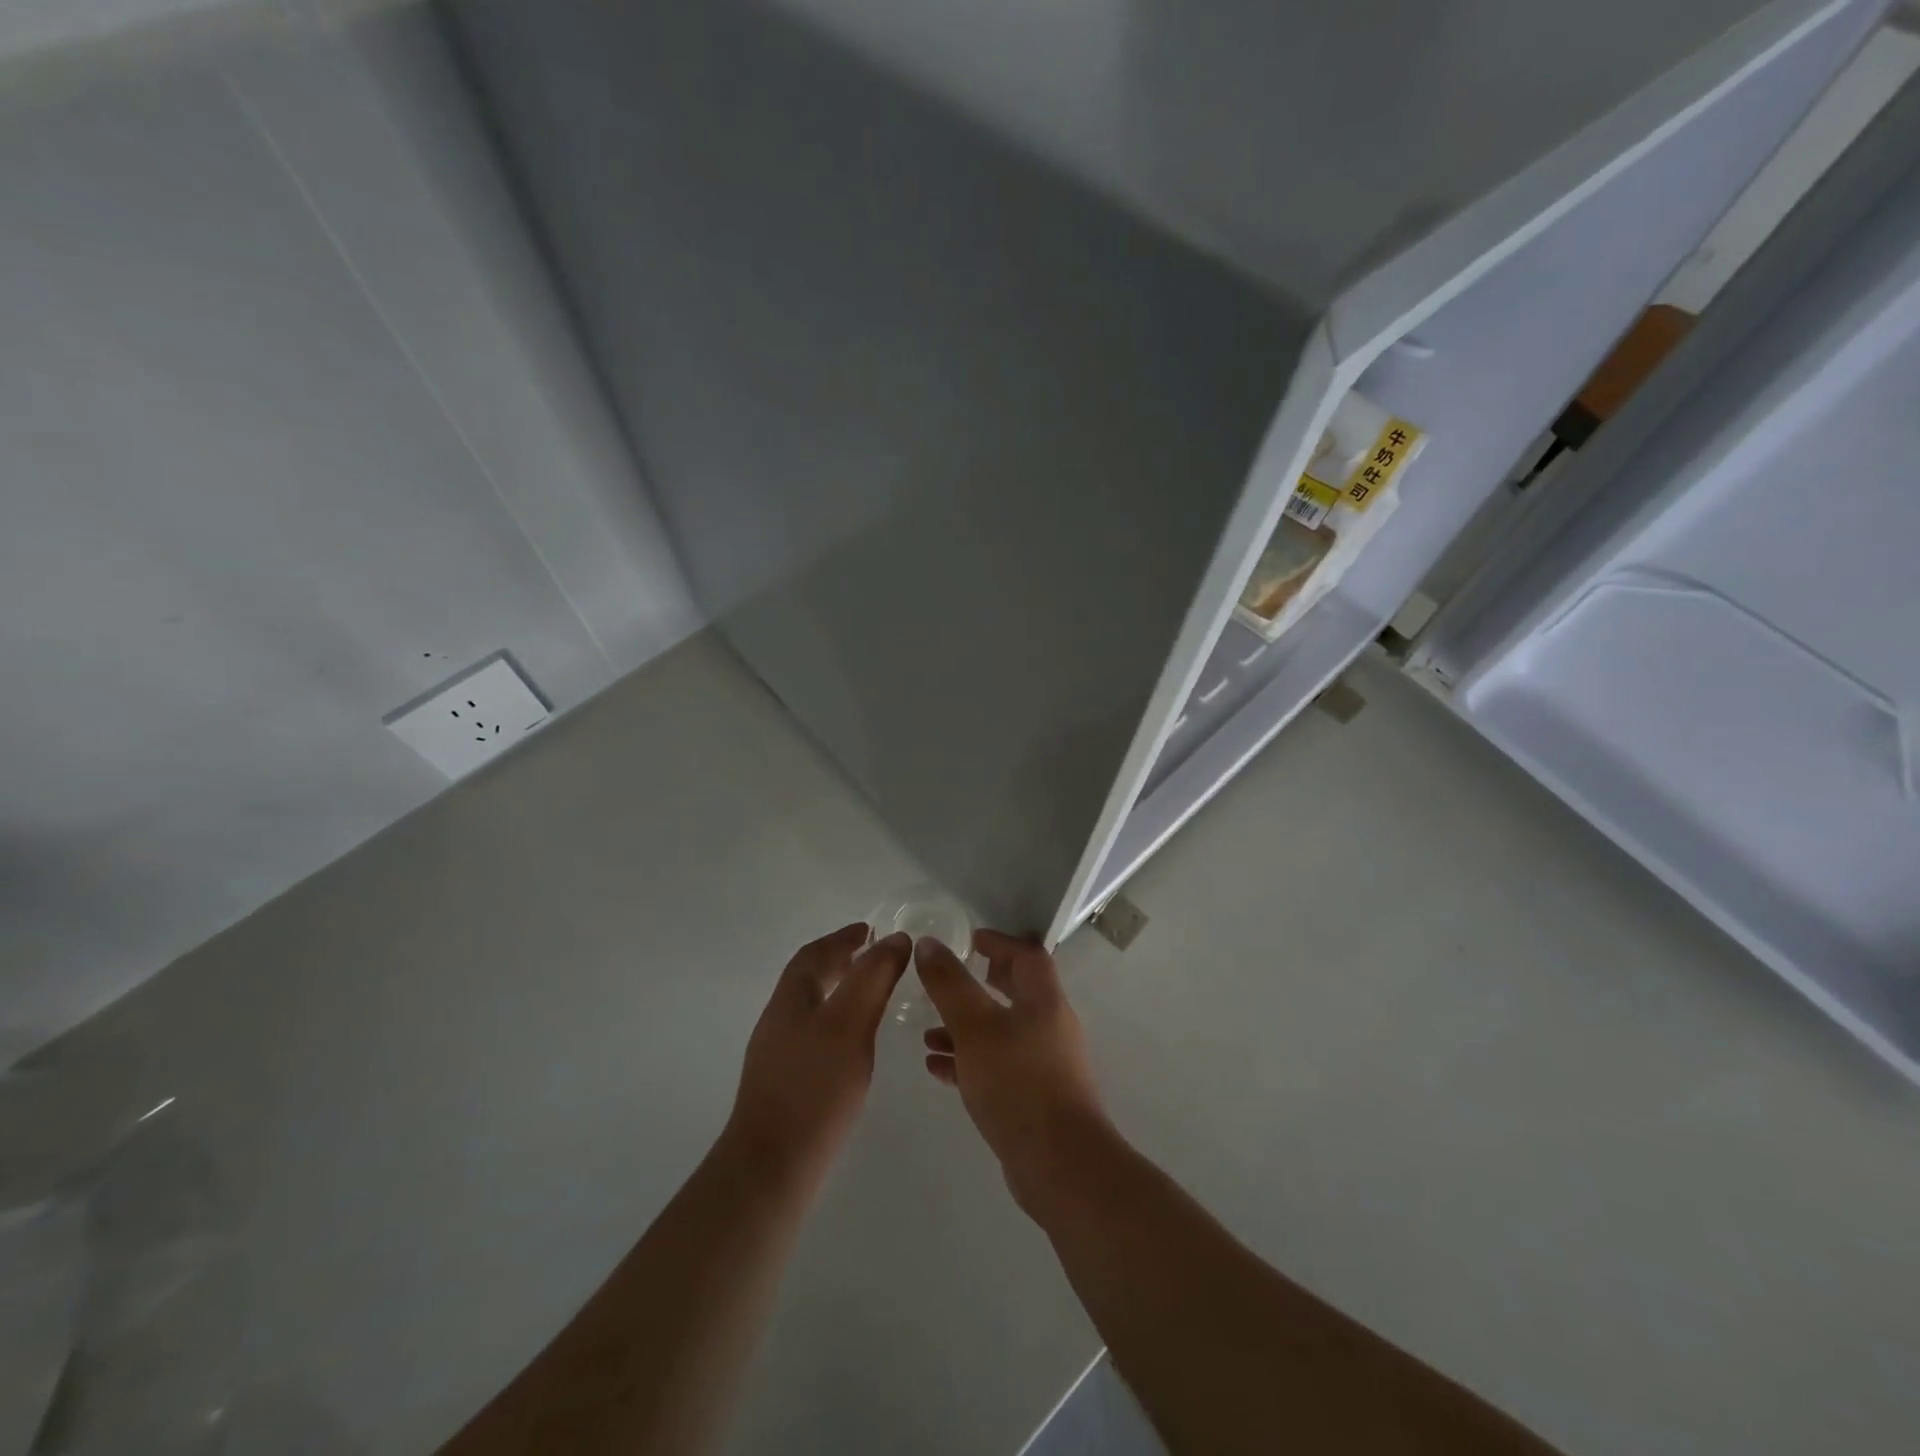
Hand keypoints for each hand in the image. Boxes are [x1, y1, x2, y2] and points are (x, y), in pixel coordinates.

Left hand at [724, 924, 910, 1189]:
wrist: (773, 1168)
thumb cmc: (814, 1088)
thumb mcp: (850, 1023)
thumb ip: (873, 977)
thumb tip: (895, 938)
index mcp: (789, 1000)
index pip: (814, 955)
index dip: (842, 938)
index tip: (871, 929)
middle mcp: (779, 1022)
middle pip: (808, 979)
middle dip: (840, 962)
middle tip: (876, 958)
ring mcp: (778, 1057)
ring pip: (812, 1009)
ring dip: (840, 993)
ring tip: (873, 997)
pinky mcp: (786, 1087)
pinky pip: (815, 1037)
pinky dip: (838, 1024)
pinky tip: (857, 1045)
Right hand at [914, 930, 1112, 1210]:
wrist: (1059, 1165)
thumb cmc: (1018, 1083)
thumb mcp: (975, 1027)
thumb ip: (950, 984)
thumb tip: (929, 944)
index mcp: (1044, 1001)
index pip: (1027, 955)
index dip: (999, 942)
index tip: (969, 939)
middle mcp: (1049, 1026)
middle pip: (1016, 992)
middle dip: (980, 983)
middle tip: (948, 980)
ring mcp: (1043, 1064)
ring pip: (1000, 1032)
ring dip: (965, 1027)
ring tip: (926, 1033)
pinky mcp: (1033, 1098)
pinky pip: (996, 1066)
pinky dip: (968, 1060)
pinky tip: (936, 1067)